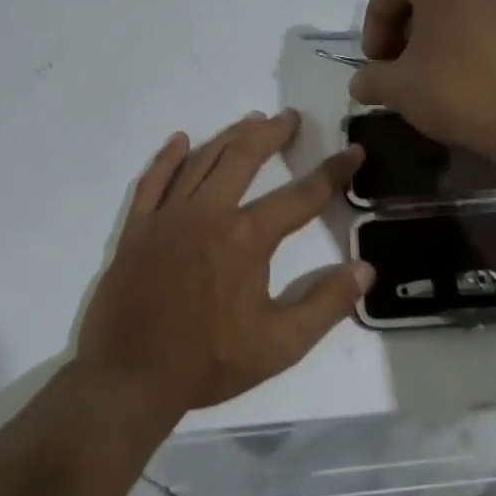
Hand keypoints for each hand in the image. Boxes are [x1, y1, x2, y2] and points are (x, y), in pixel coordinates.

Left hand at [77, 111, 371, 411]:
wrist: (130, 378)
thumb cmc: (209, 362)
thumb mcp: (281, 345)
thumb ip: (327, 304)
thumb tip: (365, 268)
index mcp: (247, 239)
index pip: (302, 196)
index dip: (333, 172)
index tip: (353, 152)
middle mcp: (208, 214)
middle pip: (244, 158)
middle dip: (272, 134)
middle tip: (290, 117)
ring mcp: (167, 218)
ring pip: (201, 161)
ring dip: (230, 137)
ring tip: (251, 121)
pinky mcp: (137, 230)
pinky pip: (152, 182)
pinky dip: (168, 158)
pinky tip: (181, 141)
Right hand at [350, 0, 495, 153]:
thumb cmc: (457, 91)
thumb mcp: (397, 88)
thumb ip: (370, 78)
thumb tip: (361, 83)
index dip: (374, 20)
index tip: (375, 60)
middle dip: (401, 27)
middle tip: (394, 66)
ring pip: (454, 6)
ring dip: (431, 35)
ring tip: (425, 76)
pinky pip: (481, 23)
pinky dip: (461, 43)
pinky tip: (458, 81)